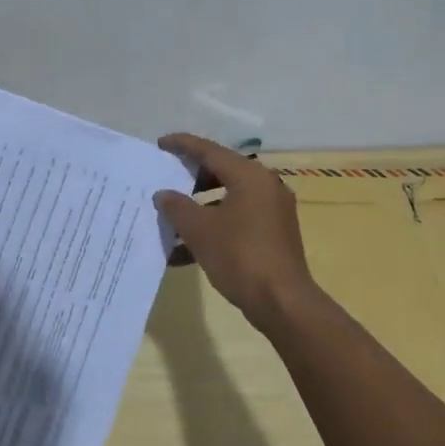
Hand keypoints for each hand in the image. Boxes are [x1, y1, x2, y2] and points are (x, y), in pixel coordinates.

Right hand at [155, 133, 320, 328]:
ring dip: (201, 206)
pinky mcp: (275, 233)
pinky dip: (216, 226)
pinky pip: (239, 219)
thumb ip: (177, 207)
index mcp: (250, 176)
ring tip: (174, 217)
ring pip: (230, 197)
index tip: (161, 144)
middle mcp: (266, 186)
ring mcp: (273, 211)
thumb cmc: (239, 256)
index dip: (183, 145)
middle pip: (223, 171)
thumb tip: (164, 194)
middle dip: (192, 176)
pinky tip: (187, 250)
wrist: (282, 302)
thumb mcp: (199, 230)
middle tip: (167, 178)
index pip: (210, 151)